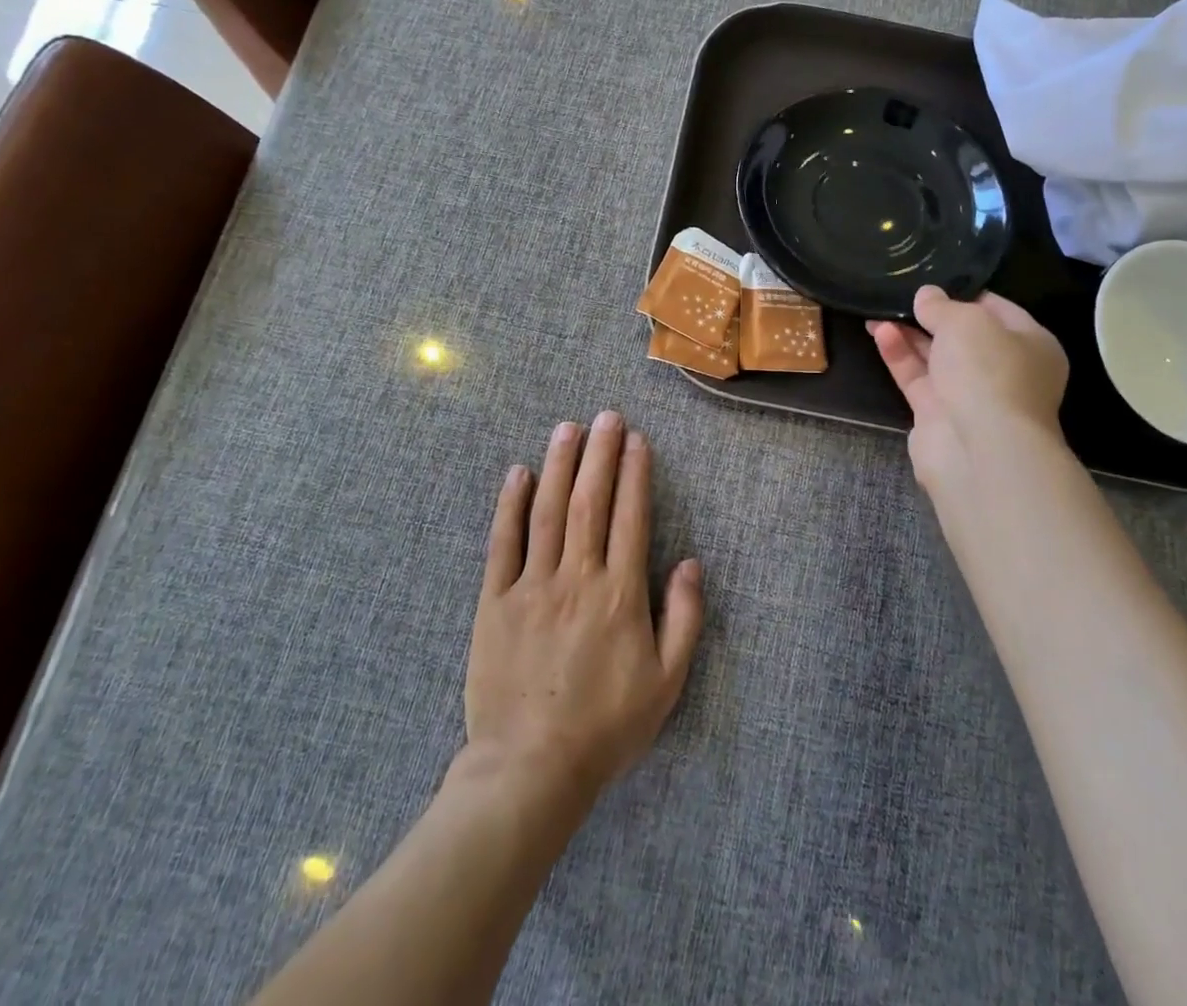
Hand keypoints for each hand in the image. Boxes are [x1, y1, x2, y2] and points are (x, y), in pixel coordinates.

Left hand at [464, 412, 703, 806]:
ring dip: (559, 465)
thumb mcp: (666, 683)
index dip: (634, 474)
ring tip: (567, 428)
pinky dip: (510, 505)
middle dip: (599, 454)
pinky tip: (517, 473)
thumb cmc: (606, 727)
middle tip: (606, 416)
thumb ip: (684, 619)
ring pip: (548, 511)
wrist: (530, 769)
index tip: (636, 440)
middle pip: (590, 501)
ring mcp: (532, 586)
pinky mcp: (495, 601)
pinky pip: (503, 543)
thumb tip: (691, 564)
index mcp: (620, 594)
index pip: (630, 517)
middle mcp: (577, 577)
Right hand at [868, 286, 1070, 510]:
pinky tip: (879, 332)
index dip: (963, 293)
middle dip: (931, 315)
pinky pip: (917, 378)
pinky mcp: (938, 415)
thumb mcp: (966, 321)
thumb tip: (926, 295)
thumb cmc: (988, 372)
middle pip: (963, 335)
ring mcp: (971, 395)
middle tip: (900, 294)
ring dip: (909, 333)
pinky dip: (899, 355)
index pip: (996, 309)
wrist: (980, 449)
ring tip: (878, 309)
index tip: (932, 280)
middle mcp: (1004, 370)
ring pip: (936, 357)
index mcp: (1031, 344)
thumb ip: (942, 305)